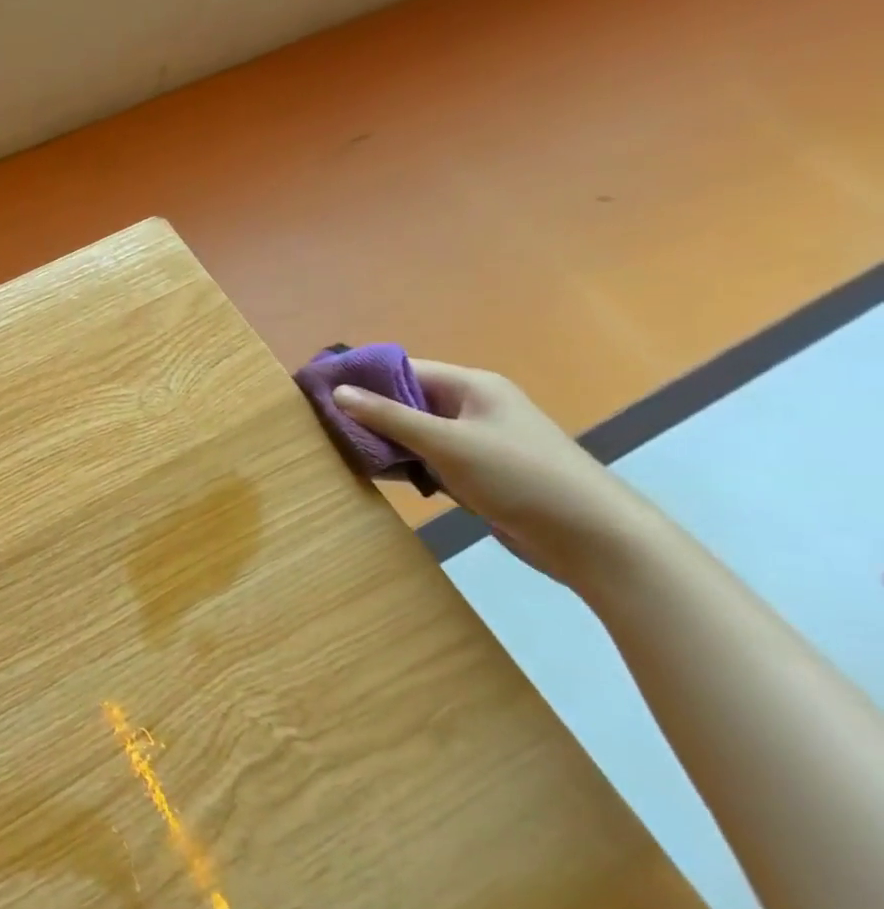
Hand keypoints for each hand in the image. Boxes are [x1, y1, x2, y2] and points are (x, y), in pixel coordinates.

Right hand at [332, 360, 654, 583]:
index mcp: (471, 386)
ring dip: (382, 441)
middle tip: (320, 424)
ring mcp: (474, 442)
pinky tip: (372, 473)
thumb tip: (337, 391)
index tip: (317, 390)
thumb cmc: (519, 476)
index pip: (403, 369)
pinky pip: (427, 460)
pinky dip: (402, 464)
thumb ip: (389, 417)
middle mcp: (471, 408)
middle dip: (366, 411)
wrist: (592, 538)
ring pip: (413, 433)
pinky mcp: (476, 474)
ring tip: (336, 448)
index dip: (360, 377)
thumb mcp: (447, 442)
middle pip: (406, 400)